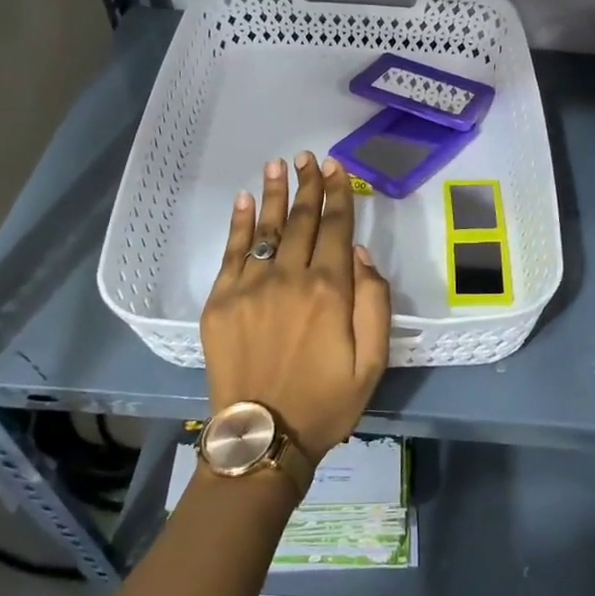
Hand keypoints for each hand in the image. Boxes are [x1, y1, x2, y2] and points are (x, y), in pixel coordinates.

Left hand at [200, 152, 391, 463]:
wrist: (262, 438)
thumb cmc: (326, 401)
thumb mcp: (373, 361)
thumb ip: (374, 302)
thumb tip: (360, 254)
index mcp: (329, 290)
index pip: (337, 228)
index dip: (337, 195)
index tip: (335, 168)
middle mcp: (289, 278)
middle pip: (302, 221)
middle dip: (308, 186)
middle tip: (308, 157)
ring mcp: (250, 287)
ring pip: (266, 228)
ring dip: (273, 194)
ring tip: (277, 164)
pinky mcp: (220, 301)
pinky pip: (231, 252)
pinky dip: (237, 223)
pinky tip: (242, 200)